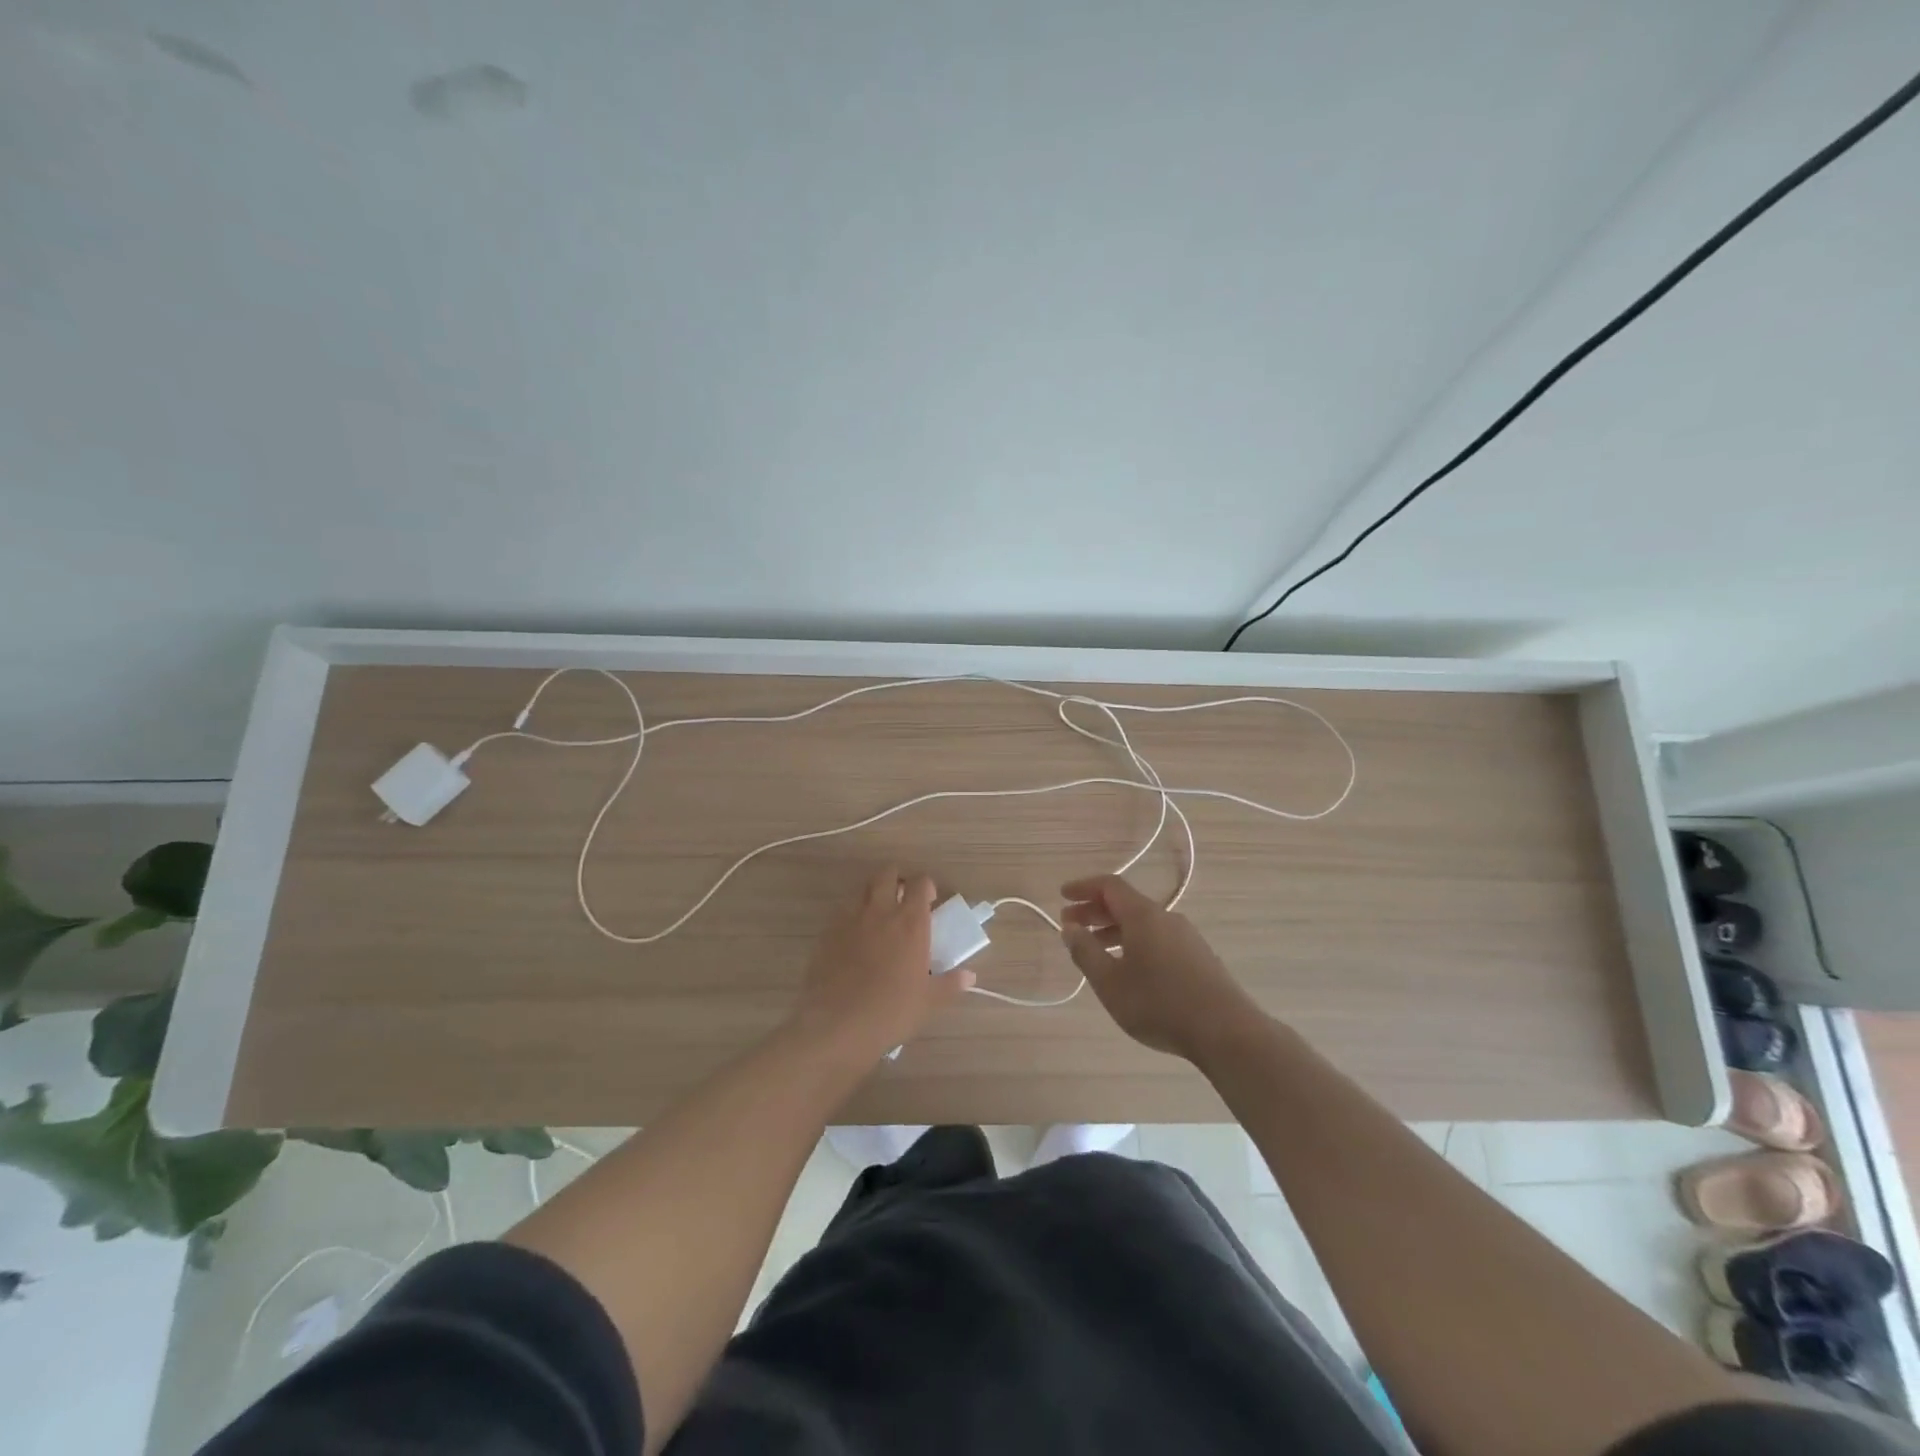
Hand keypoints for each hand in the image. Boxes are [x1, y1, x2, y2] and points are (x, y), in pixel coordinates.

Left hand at [790, 867, 973, 1061]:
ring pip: (862, 888)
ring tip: (878, 914)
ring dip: (872, 893)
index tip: (929, 900)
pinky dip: (851, 915)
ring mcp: (850, 919)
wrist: (837, 1024)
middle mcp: (880, 911)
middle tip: (902, 897)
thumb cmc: (891, 1011)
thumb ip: (950, 984)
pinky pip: (842, 911)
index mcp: (910, 922)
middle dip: (896, 878)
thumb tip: (969, 977)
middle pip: (887, 873)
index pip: (920, 883)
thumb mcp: (928, 1001)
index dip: (926, 886)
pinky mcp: (827, 932)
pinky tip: (854, 937)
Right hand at [1060, 874, 1260, 1062]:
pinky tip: (1129, 968)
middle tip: (1071, 925)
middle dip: (1095, 910)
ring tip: (1095, 949)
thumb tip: (1069, 928)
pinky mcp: (1199, 958)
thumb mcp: (1110, 982)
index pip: (1109, 885)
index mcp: (1144, 915)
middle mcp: (1166, 918)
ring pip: (1143, 923)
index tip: (1062, 896)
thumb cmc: (1159, 1004)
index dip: (1083, 888)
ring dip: (1114, 929)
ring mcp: (1187, 937)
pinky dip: (1134, 942)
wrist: (1226, 1031)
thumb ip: (1085, 952)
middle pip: (1126, 903)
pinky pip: (1158, 938)